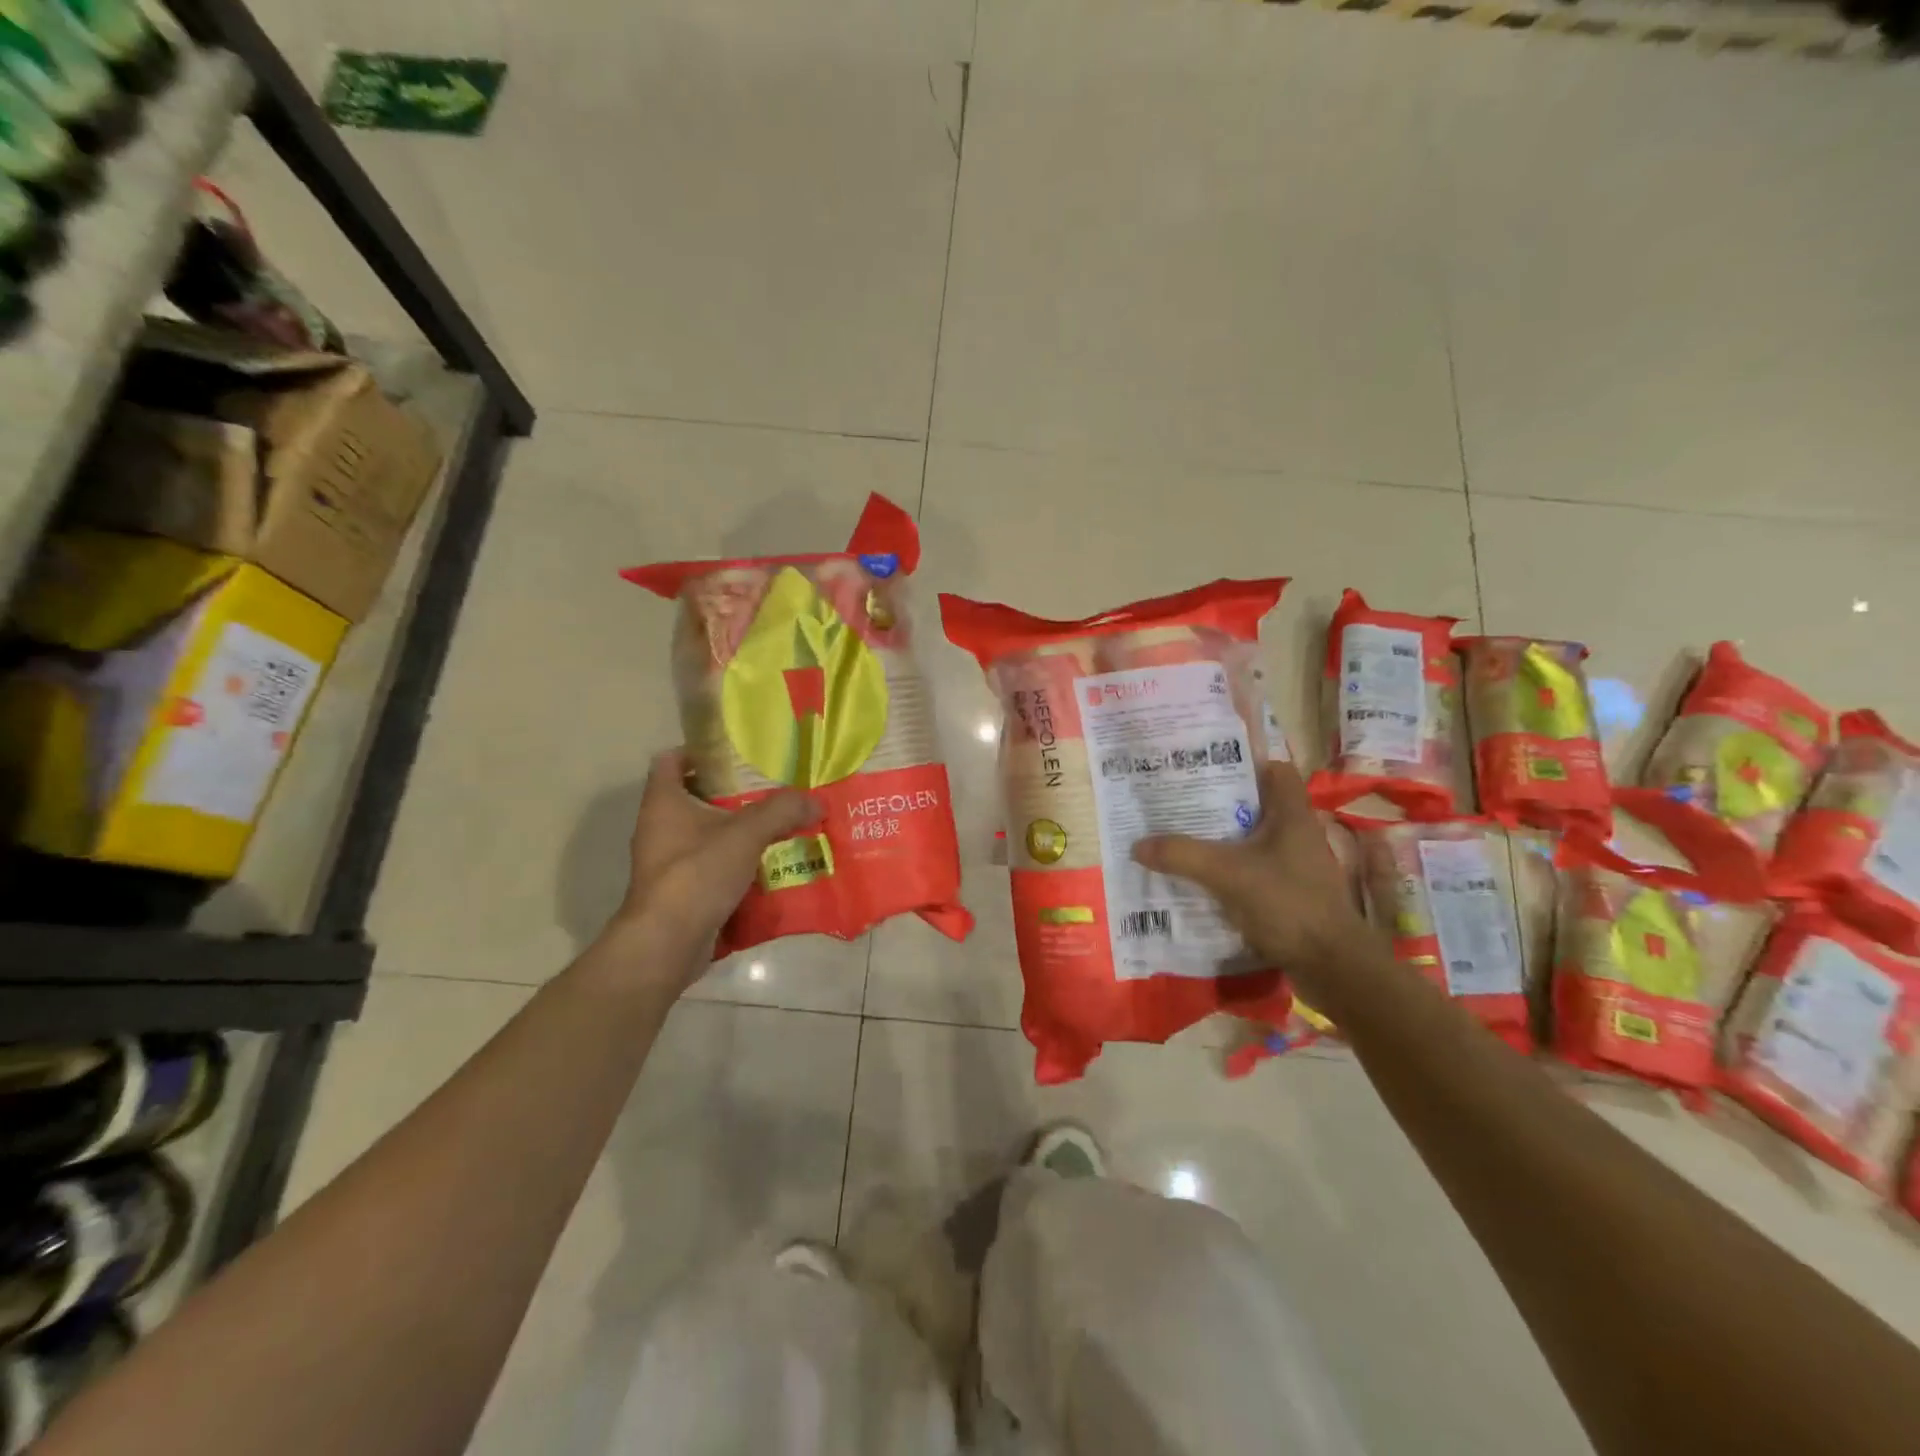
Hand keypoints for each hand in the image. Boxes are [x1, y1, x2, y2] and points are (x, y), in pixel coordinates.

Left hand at [600, 749, 821, 986]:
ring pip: (706, 834)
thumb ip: (782, 811)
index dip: (699, 751)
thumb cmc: (696, 874)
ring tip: (779, 826)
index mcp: (663, 802)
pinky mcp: (680, 892)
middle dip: (733, 794)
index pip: (671, 760)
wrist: (667, 944)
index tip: (736, 754)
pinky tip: (769, 865)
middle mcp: (659, 828)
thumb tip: (816, 802)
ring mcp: (668, 862)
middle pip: (695, 797)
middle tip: (772, 789)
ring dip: (738, 831)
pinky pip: (712, 867)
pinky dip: (737, 864)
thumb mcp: (746, 834)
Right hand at [1131, 759, 1368, 983]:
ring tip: (1183, 838)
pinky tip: (1202, 879)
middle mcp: (1298, 834)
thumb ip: (1181, 855)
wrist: (1331, 966)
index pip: (1276, 771)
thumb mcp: (1226, 874)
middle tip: (1180, 803)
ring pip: (1254, 841)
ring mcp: (1296, 866)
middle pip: (1257, 806)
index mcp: (1292, 815)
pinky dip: (1230, 871)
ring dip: (1222, 840)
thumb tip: (1138, 845)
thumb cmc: (1287, 903)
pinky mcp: (1291, 894)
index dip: (1245, 765)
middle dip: (1220, 805)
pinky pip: (1255, 870)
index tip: (1207, 770)